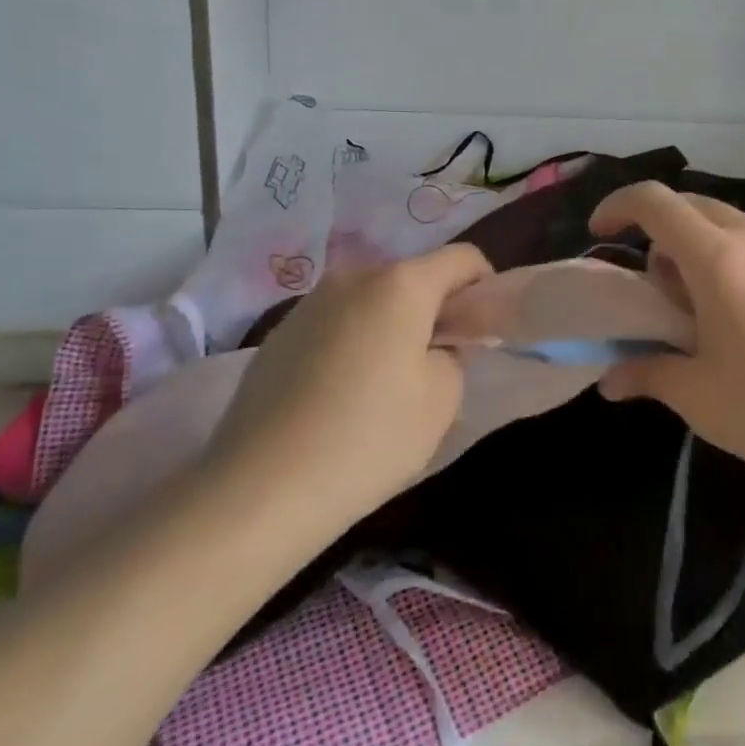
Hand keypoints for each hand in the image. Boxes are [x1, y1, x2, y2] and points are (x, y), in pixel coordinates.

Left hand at [201, 244, 492, 523]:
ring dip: (390, 325)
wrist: (260, 488)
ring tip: (382, 385)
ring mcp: (311, 302)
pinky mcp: (279, 333)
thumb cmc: (369, 438)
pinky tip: (339, 396)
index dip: (484, 286)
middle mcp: (354, 276)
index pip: (462, 258)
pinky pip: (335, 323)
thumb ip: (454, 355)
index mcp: (400, 283)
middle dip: (433, 310)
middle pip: (413, 277)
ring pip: (371, 300)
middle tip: (435, 364)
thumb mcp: (441, 400)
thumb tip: (436, 345)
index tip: (482, 329)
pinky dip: (352, 343)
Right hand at [591, 183, 744, 481]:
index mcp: (717, 257)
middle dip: (660, 237)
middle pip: (692, 208)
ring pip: (730, 227)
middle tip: (660, 293)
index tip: (600, 236)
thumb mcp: (703, 399)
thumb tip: (611, 380)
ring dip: (702, 252)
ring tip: (709, 314)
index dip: (618, 208)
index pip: (654, 202)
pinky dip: (740, 264)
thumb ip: (649, 376)